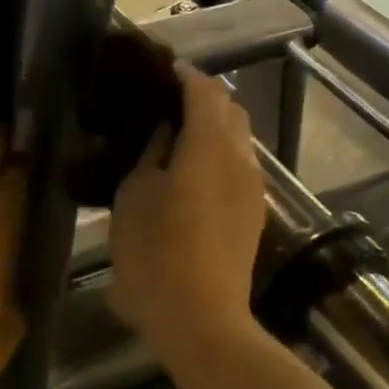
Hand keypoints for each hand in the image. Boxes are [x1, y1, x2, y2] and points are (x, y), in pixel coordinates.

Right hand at [109, 64, 265, 362]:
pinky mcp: (252, 215)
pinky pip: (237, 167)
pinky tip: (188, 173)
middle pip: (230, 111)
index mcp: (211, 146)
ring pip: (237, 140)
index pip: (205, 90)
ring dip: (210, 129)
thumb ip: (151, 152)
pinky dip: (216, 155)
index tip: (159, 69)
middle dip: (201, 98)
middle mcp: (241, 159)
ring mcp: (252, 189)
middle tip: (163, 103)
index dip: (183, 75)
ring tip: (172, 137)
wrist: (200, 319)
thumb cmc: (156, 252)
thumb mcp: (136, 194)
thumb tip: (163, 129)